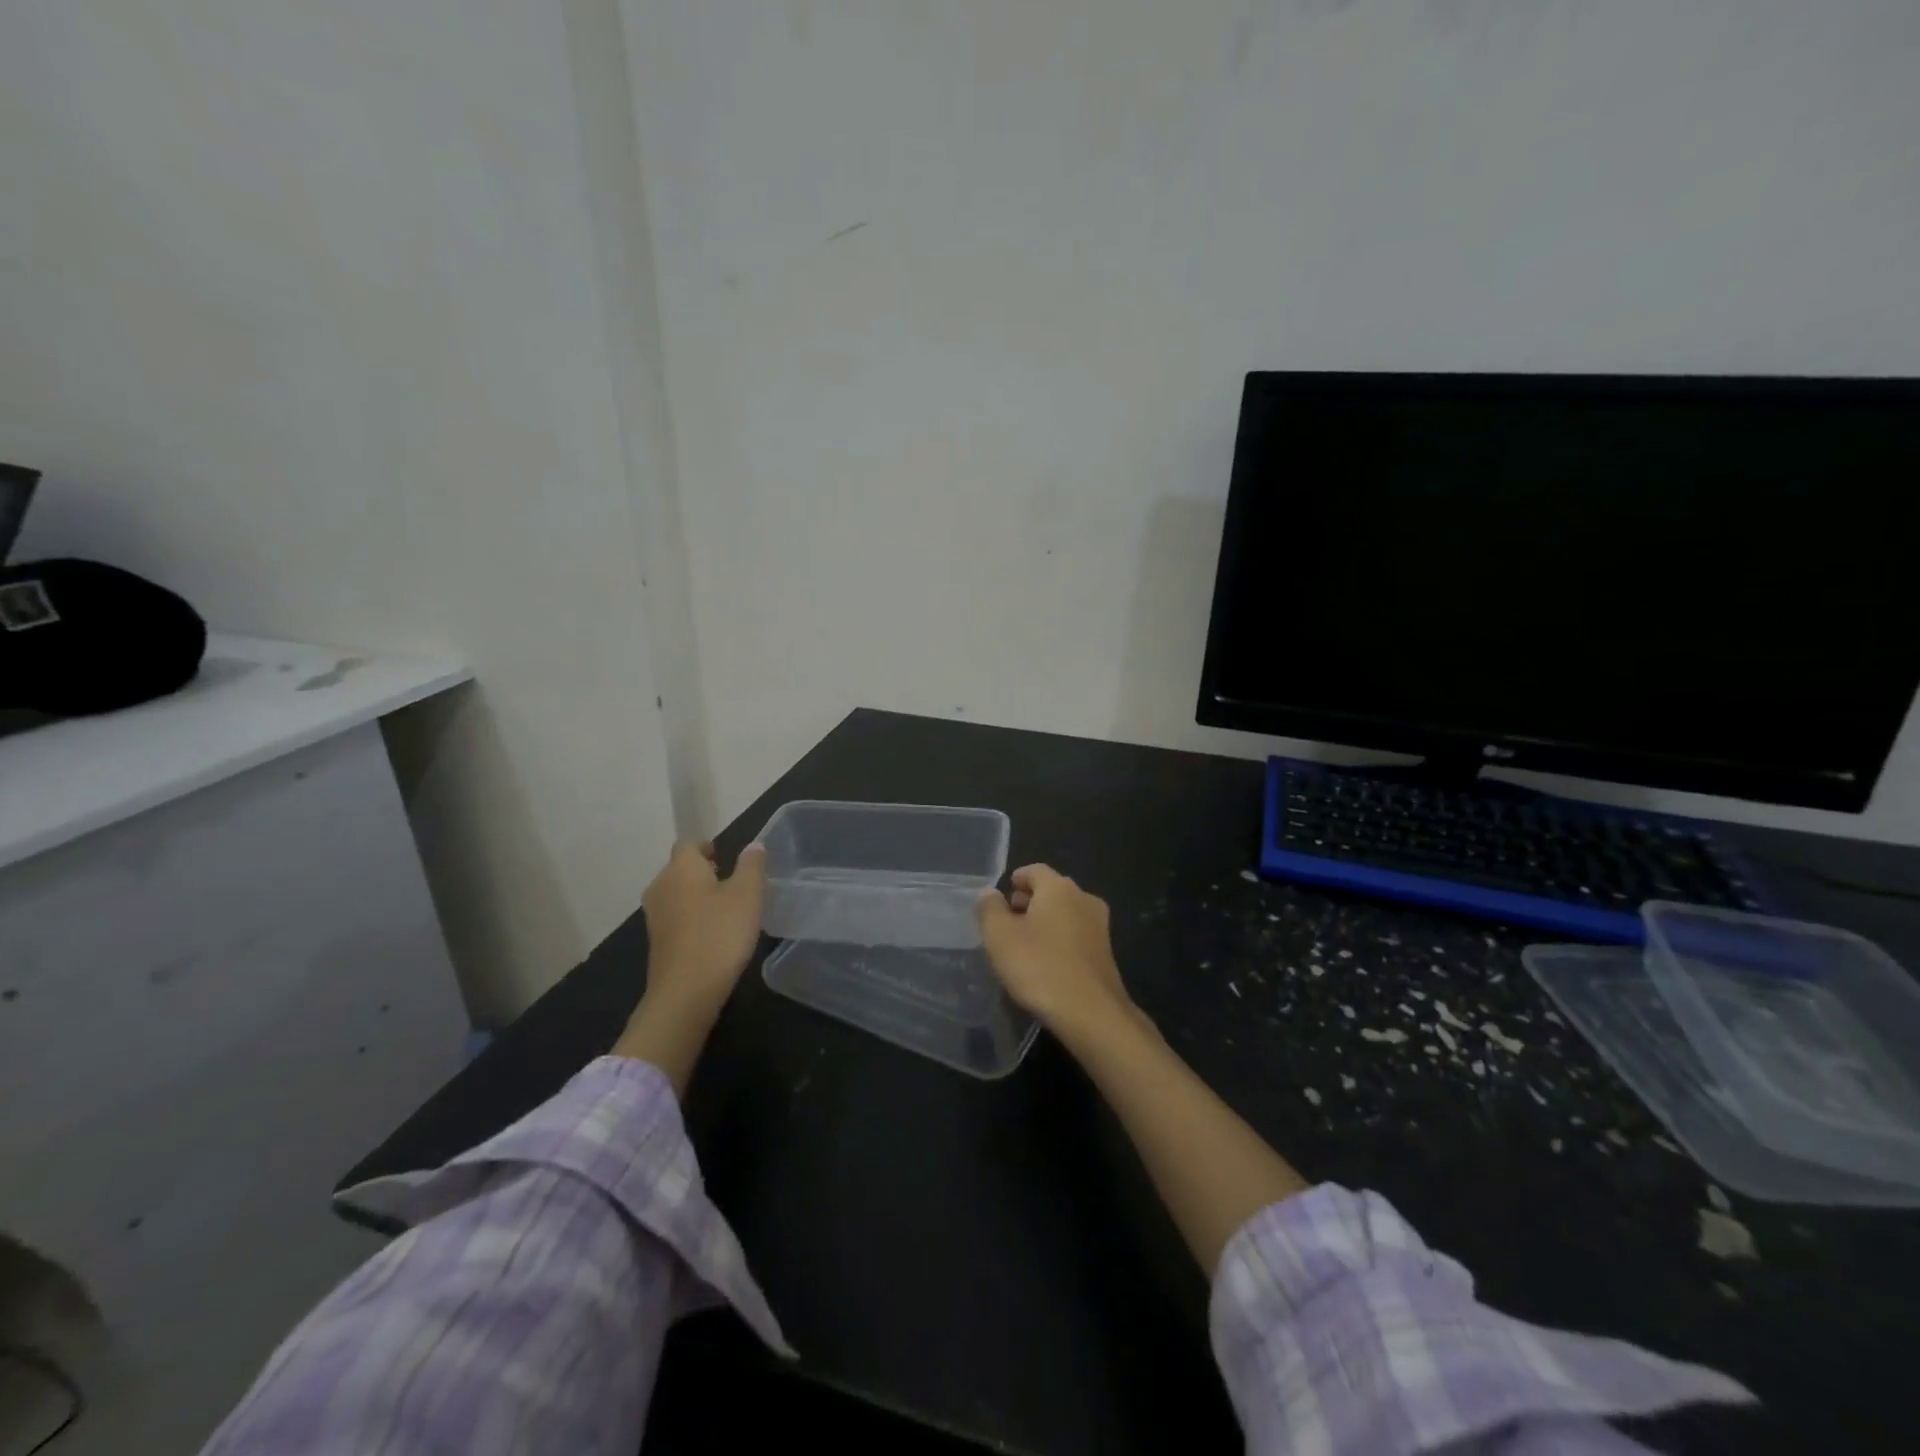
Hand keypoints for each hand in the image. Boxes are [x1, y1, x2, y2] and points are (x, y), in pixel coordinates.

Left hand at [641, 840, 767, 1010]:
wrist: (686, 992)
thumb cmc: (720, 933)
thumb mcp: (748, 894)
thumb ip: (752, 865)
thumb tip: (753, 845)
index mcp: (681, 868)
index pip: (689, 844)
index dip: (707, 847)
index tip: (726, 858)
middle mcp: (661, 886)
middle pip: (680, 868)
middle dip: (703, 871)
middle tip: (731, 882)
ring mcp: (654, 916)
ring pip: (676, 893)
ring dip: (696, 895)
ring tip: (725, 908)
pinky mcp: (656, 941)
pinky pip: (674, 917)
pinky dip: (691, 918)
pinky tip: (712, 933)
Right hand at [977, 864, 1136, 1036]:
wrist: (1091, 1013)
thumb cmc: (1039, 967)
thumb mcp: (1000, 936)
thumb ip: (990, 909)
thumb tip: (989, 893)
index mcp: (1059, 887)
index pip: (1035, 870)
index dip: (1016, 879)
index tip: (1001, 896)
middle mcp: (1084, 899)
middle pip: (1052, 890)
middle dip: (1028, 901)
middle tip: (1007, 920)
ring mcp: (1099, 926)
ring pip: (1065, 913)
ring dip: (1044, 922)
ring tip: (1022, 944)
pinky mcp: (1106, 953)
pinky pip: (1076, 935)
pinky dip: (1059, 940)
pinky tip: (1045, 963)